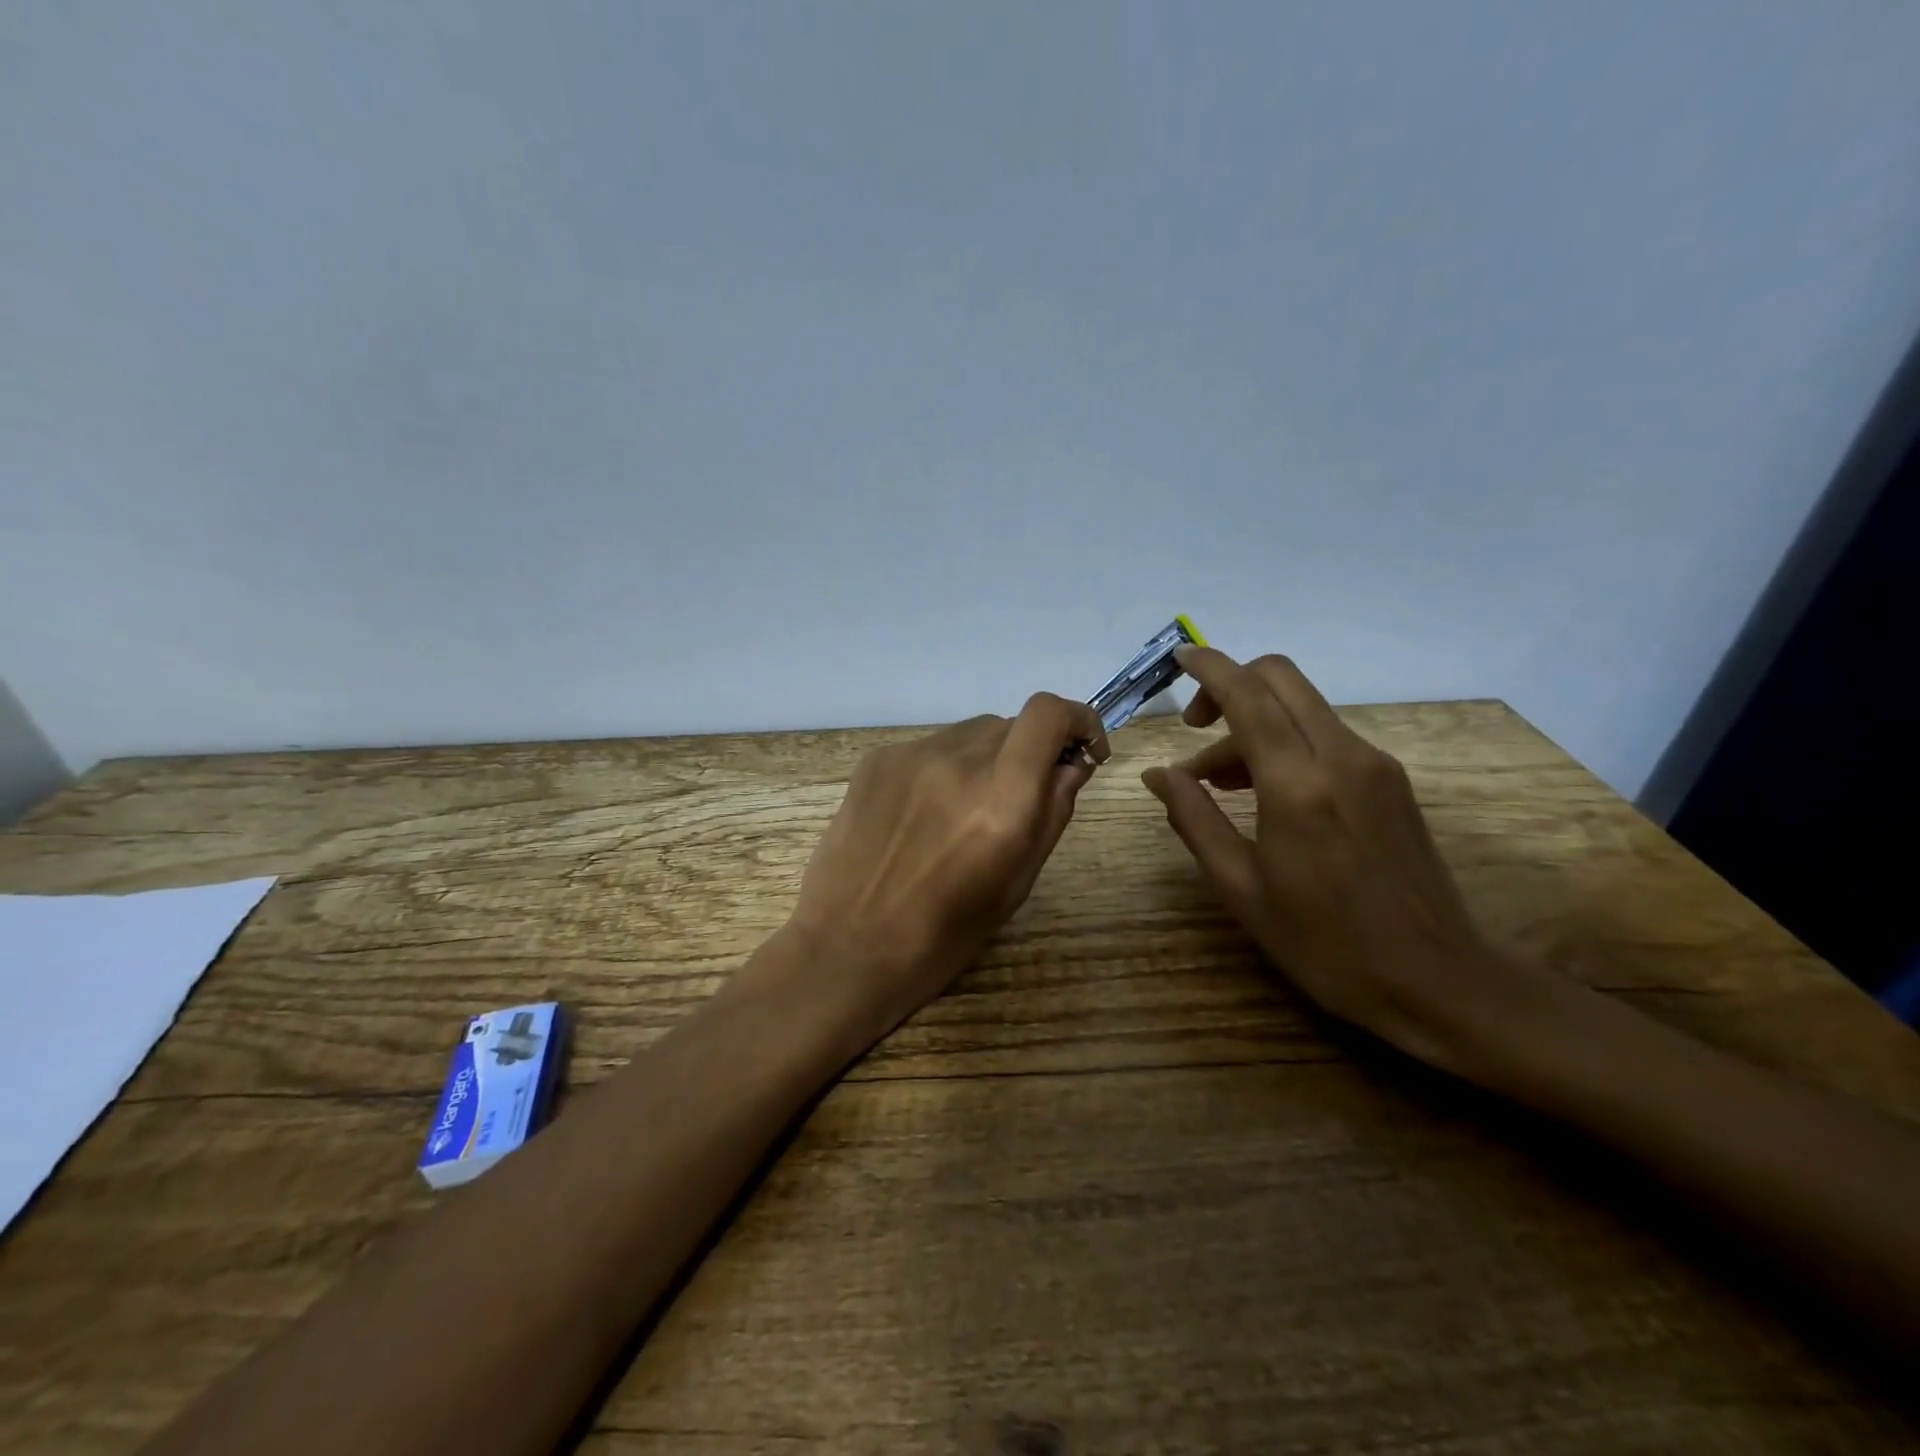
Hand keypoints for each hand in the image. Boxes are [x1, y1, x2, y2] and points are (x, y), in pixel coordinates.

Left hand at [781, 694, 1109, 1045]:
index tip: (1083, 750)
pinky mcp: (876, 759)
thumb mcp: (1017, 882)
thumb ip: (1052, 811)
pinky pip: (931, 747)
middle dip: (1029, 752)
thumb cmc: (944, 934)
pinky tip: (923, 815)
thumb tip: (1073, 763)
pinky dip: (944, 768)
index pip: (1047, 713)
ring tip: (963, 813)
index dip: (1077, 719)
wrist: (848, 946)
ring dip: (986, 758)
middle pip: (1011, 724)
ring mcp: (910, 755)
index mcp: (1000, 799)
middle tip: (1018, 799)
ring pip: (970, 733)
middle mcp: (956, 761)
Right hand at [1142, 647, 1537, 1071]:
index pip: (1248, 695)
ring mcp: (1375, 765)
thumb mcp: (1241, 888)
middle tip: (1195, 729)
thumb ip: (1194, 819)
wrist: (1440, 982)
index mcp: (1298, 784)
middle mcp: (1342, 757)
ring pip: (1302, 708)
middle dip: (1231, 685)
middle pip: (1281, 679)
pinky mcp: (1392, 781)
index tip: (1178, 657)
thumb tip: (1159, 773)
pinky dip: (1286, 743)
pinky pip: (1325, 736)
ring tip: (1219, 783)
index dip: (1209, 668)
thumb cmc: (1325, 944)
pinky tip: (1266, 795)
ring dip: (1254, 723)